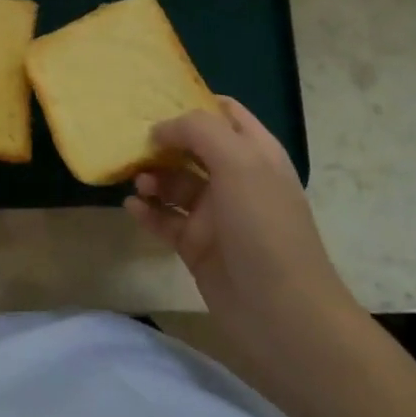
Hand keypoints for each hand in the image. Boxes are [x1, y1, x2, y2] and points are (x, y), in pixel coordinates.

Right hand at [125, 97, 355, 337]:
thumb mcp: (239, 163)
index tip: (155, 101)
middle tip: (131, 141)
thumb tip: (161, 129)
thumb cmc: (265, 228)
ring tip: (137, 181)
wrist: (283, 315)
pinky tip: (131, 207)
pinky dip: (148, 211)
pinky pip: (165, 220)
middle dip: (163, 141)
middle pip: (193, 147)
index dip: (193, 103)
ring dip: (153, 177)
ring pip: (176, 183)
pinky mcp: (197, 247)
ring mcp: (216, 215)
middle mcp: (236, 179)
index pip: (224, 113)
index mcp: (255, 154)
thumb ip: (199, 131)